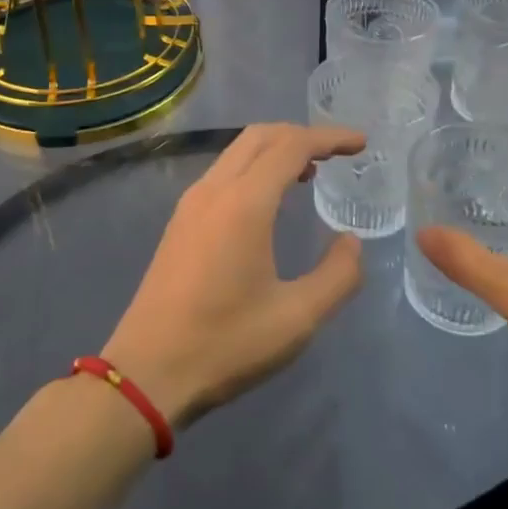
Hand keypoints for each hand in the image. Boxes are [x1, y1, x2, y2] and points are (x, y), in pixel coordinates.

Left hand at [102, 123, 367, 427]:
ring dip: (275, 150)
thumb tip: (351, 242)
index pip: (292, 146)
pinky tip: (269, 200)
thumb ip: (337, 275)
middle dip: (302, 135)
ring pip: (237, 152)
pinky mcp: (179, 223)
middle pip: (261, 136)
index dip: (330, 138)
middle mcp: (214, 190)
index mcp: (244, 203)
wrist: (146, 373)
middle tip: (337, 153)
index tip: (361, 143)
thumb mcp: (297, 318)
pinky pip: (223, 173)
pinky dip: (253, 168)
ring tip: (310, 173)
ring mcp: (191, 204)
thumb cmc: (225, 344)